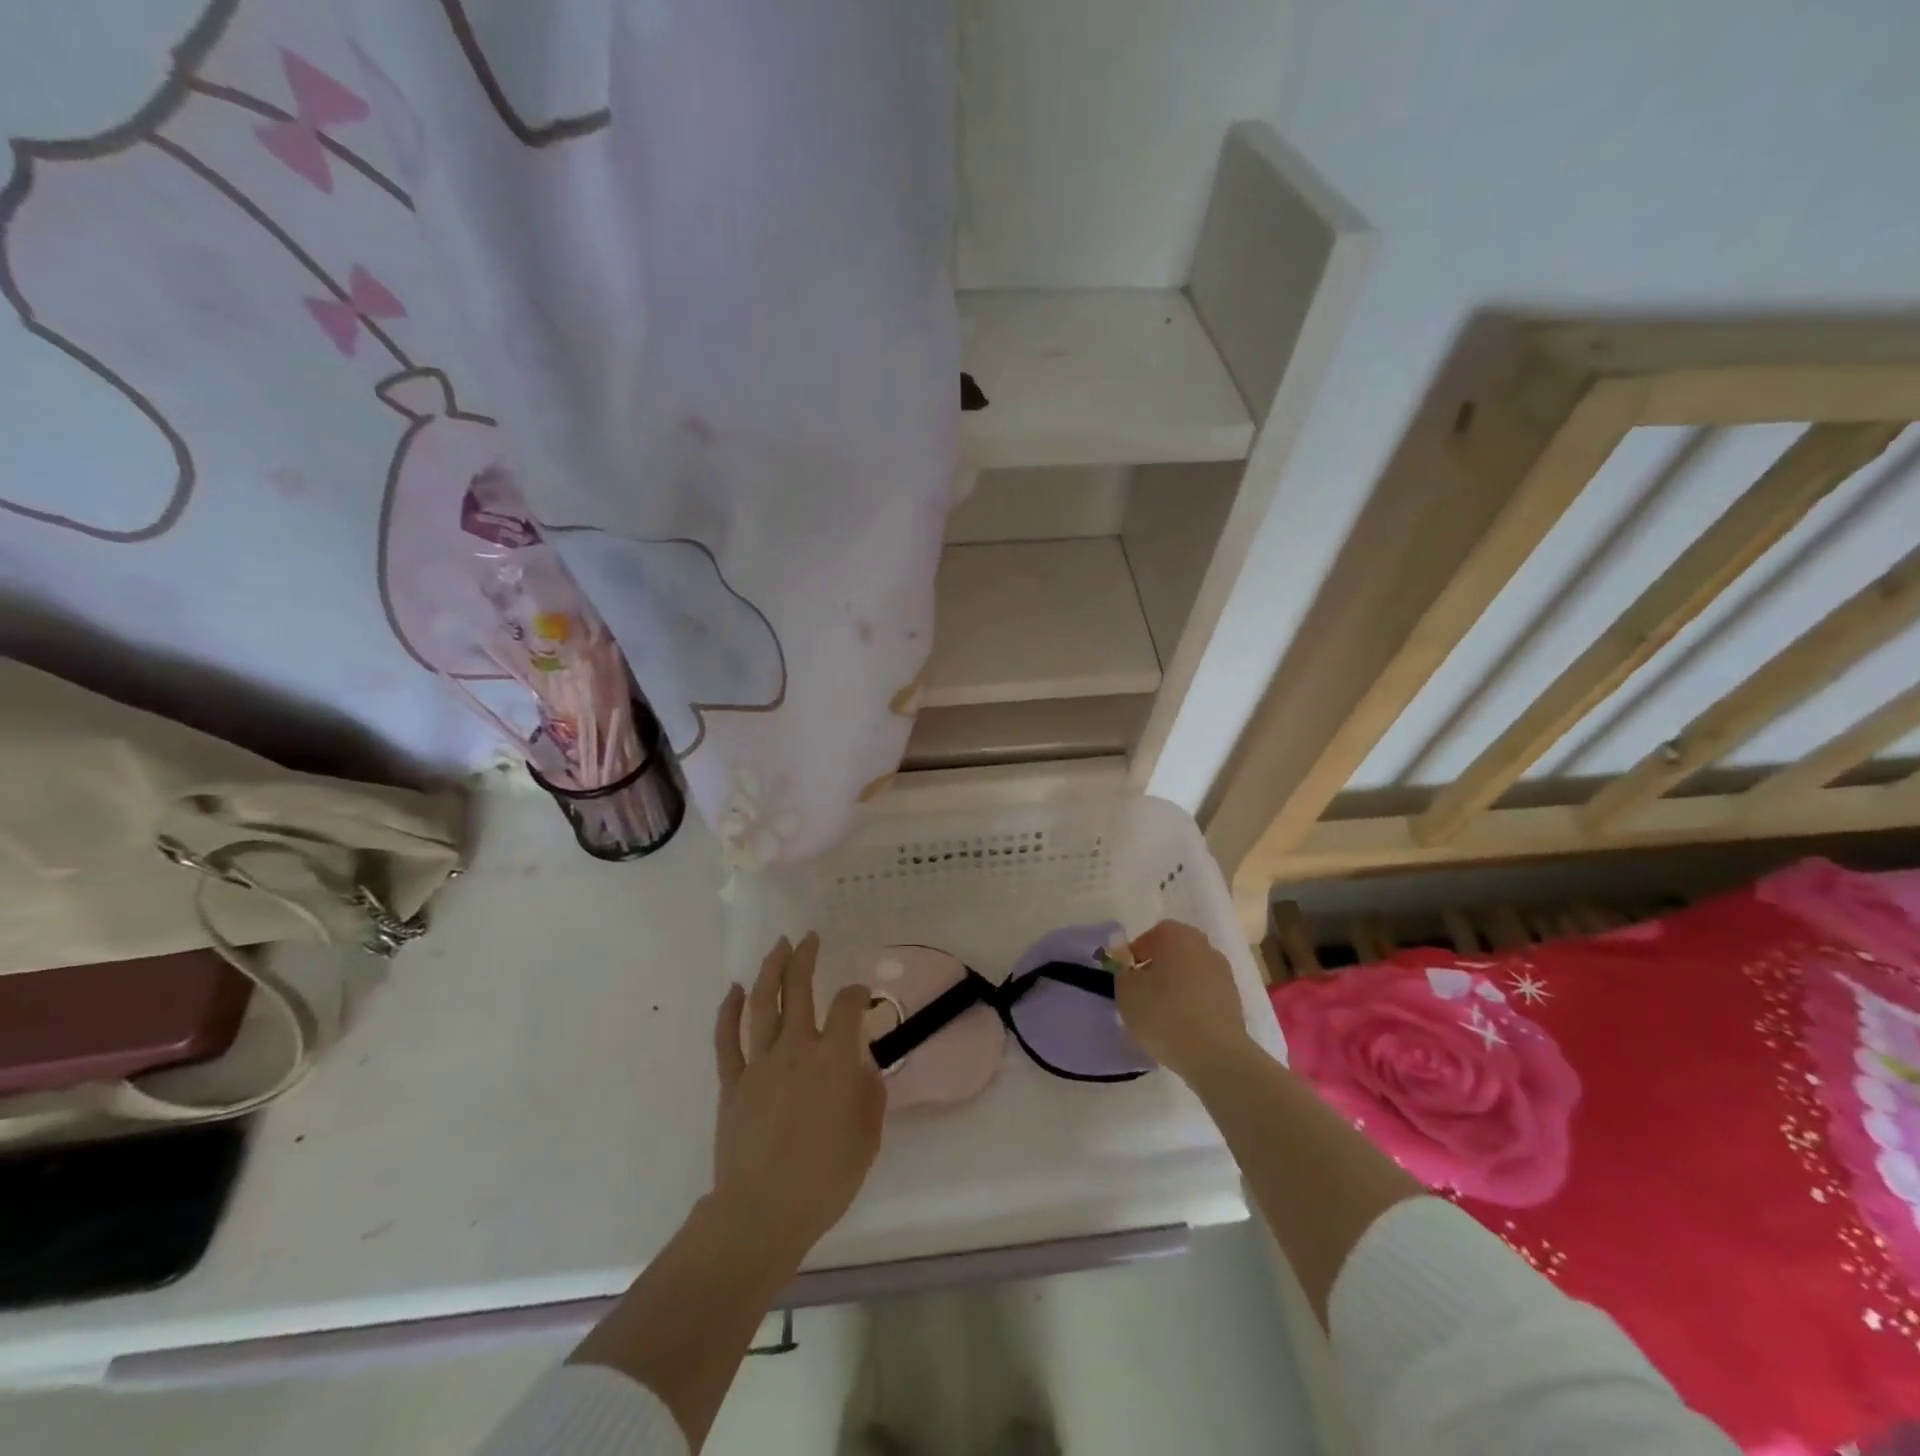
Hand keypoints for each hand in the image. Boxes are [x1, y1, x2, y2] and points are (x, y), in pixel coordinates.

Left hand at [710, 933, 885, 1268]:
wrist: (762, 1213)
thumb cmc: (825, 1179)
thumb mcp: (867, 1138)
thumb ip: (869, 1095)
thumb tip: (862, 1069)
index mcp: (833, 1059)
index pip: (847, 1006)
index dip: (856, 993)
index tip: (860, 996)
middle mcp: (796, 1049)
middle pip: (799, 990)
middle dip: (805, 958)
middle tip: (809, 938)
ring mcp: (759, 1064)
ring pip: (762, 1004)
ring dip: (771, 971)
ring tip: (778, 948)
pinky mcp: (732, 1083)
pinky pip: (727, 1039)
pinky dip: (730, 1011)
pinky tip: (735, 990)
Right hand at [1116, 919, 1253, 1078]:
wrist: (1215, 1055)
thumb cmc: (1164, 1014)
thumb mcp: (1126, 991)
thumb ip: (1123, 974)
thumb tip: (1131, 972)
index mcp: (1177, 935)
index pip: (1151, 936)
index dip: (1136, 955)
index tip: (1127, 978)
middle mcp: (1204, 947)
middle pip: (1173, 953)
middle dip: (1157, 969)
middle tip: (1142, 994)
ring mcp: (1223, 974)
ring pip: (1190, 974)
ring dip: (1176, 988)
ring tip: (1162, 1016)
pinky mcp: (1234, 1001)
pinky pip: (1204, 996)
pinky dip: (1192, 1005)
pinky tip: (1182, 1028)